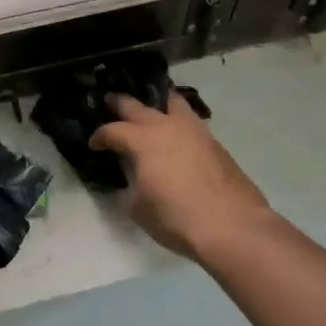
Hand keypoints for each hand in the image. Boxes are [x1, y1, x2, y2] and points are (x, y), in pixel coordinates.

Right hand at [90, 92, 273, 261]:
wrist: (232, 226)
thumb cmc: (176, 217)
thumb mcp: (138, 207)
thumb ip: (129, 186)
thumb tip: (131, 180)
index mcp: (142, 140)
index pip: (112, 130)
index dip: (99, 137)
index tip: (94, 145)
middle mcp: (166, 127)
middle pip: (138, 106)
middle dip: (120, 103)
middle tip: (110, 99)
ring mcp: (194, 131)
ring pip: (172, 103)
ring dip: (157, 103)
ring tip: (151, 107)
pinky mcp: (214, 143)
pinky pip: (190, 121)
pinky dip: (178, 121)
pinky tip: (176, 134)